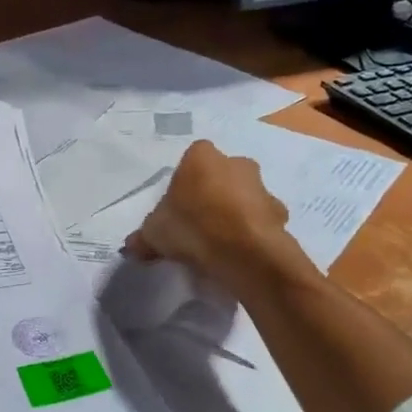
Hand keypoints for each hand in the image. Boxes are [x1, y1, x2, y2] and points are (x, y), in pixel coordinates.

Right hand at [124, 141, 298, 296]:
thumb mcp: (154, 233)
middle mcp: (236, 163)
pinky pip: (260, 221)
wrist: (244, 252)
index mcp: (202, 157)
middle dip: (213, 194)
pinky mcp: (280, 214)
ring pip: (244, 197)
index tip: (178, 207)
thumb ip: (143, 237)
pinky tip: (238, 254)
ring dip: (235, 213)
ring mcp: (262, 188)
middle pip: (221, 175)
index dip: (184, 183)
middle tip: (198, 224)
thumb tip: (131, 246)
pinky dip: (252, 233)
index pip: (191, 159)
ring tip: (219, 244)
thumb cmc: (193, 227)